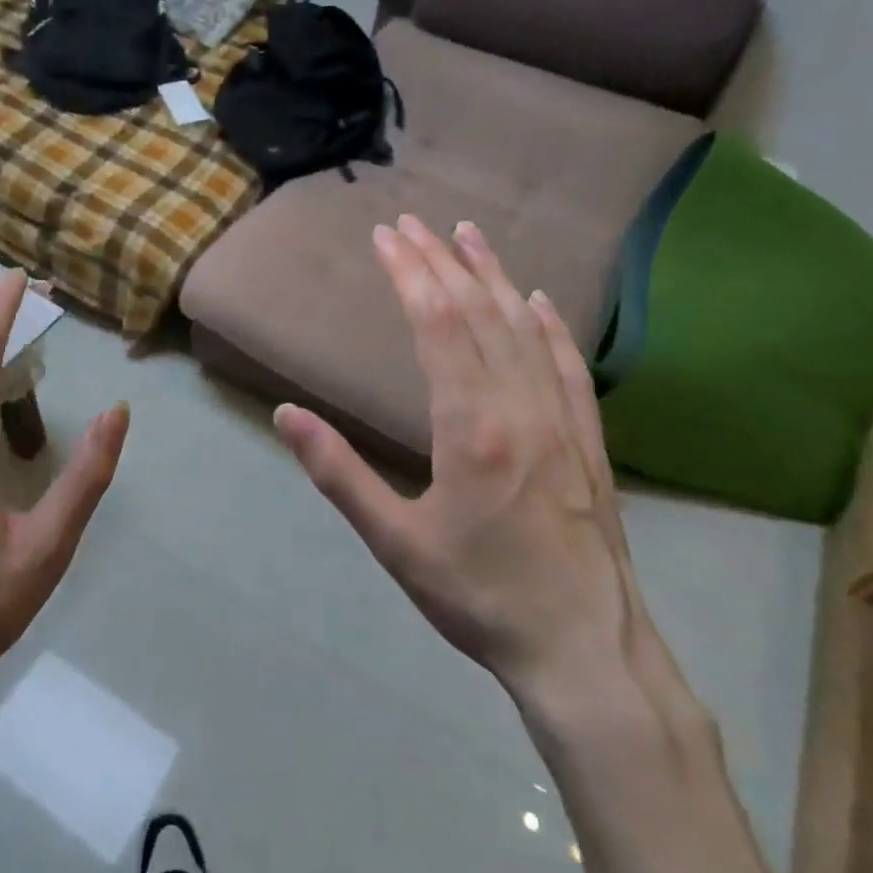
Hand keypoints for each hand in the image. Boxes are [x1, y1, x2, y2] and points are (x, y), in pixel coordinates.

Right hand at [275, 215, 644, 702]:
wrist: (583, 649)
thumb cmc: (479, 597)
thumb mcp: (395, 542)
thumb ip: (339, 473)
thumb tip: (286, 415)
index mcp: (471, 427)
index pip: (438, 326)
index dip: (410, 274)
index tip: (386, 236)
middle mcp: (520, 408)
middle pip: (479, 314)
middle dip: (441, 261)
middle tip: (412, 223)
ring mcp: (561, 421)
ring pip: (525, 329)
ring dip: (493, 277)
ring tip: (469, 235)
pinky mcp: (587, 441)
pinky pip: (568, 366)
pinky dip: (550, 325)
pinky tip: (538, 301)